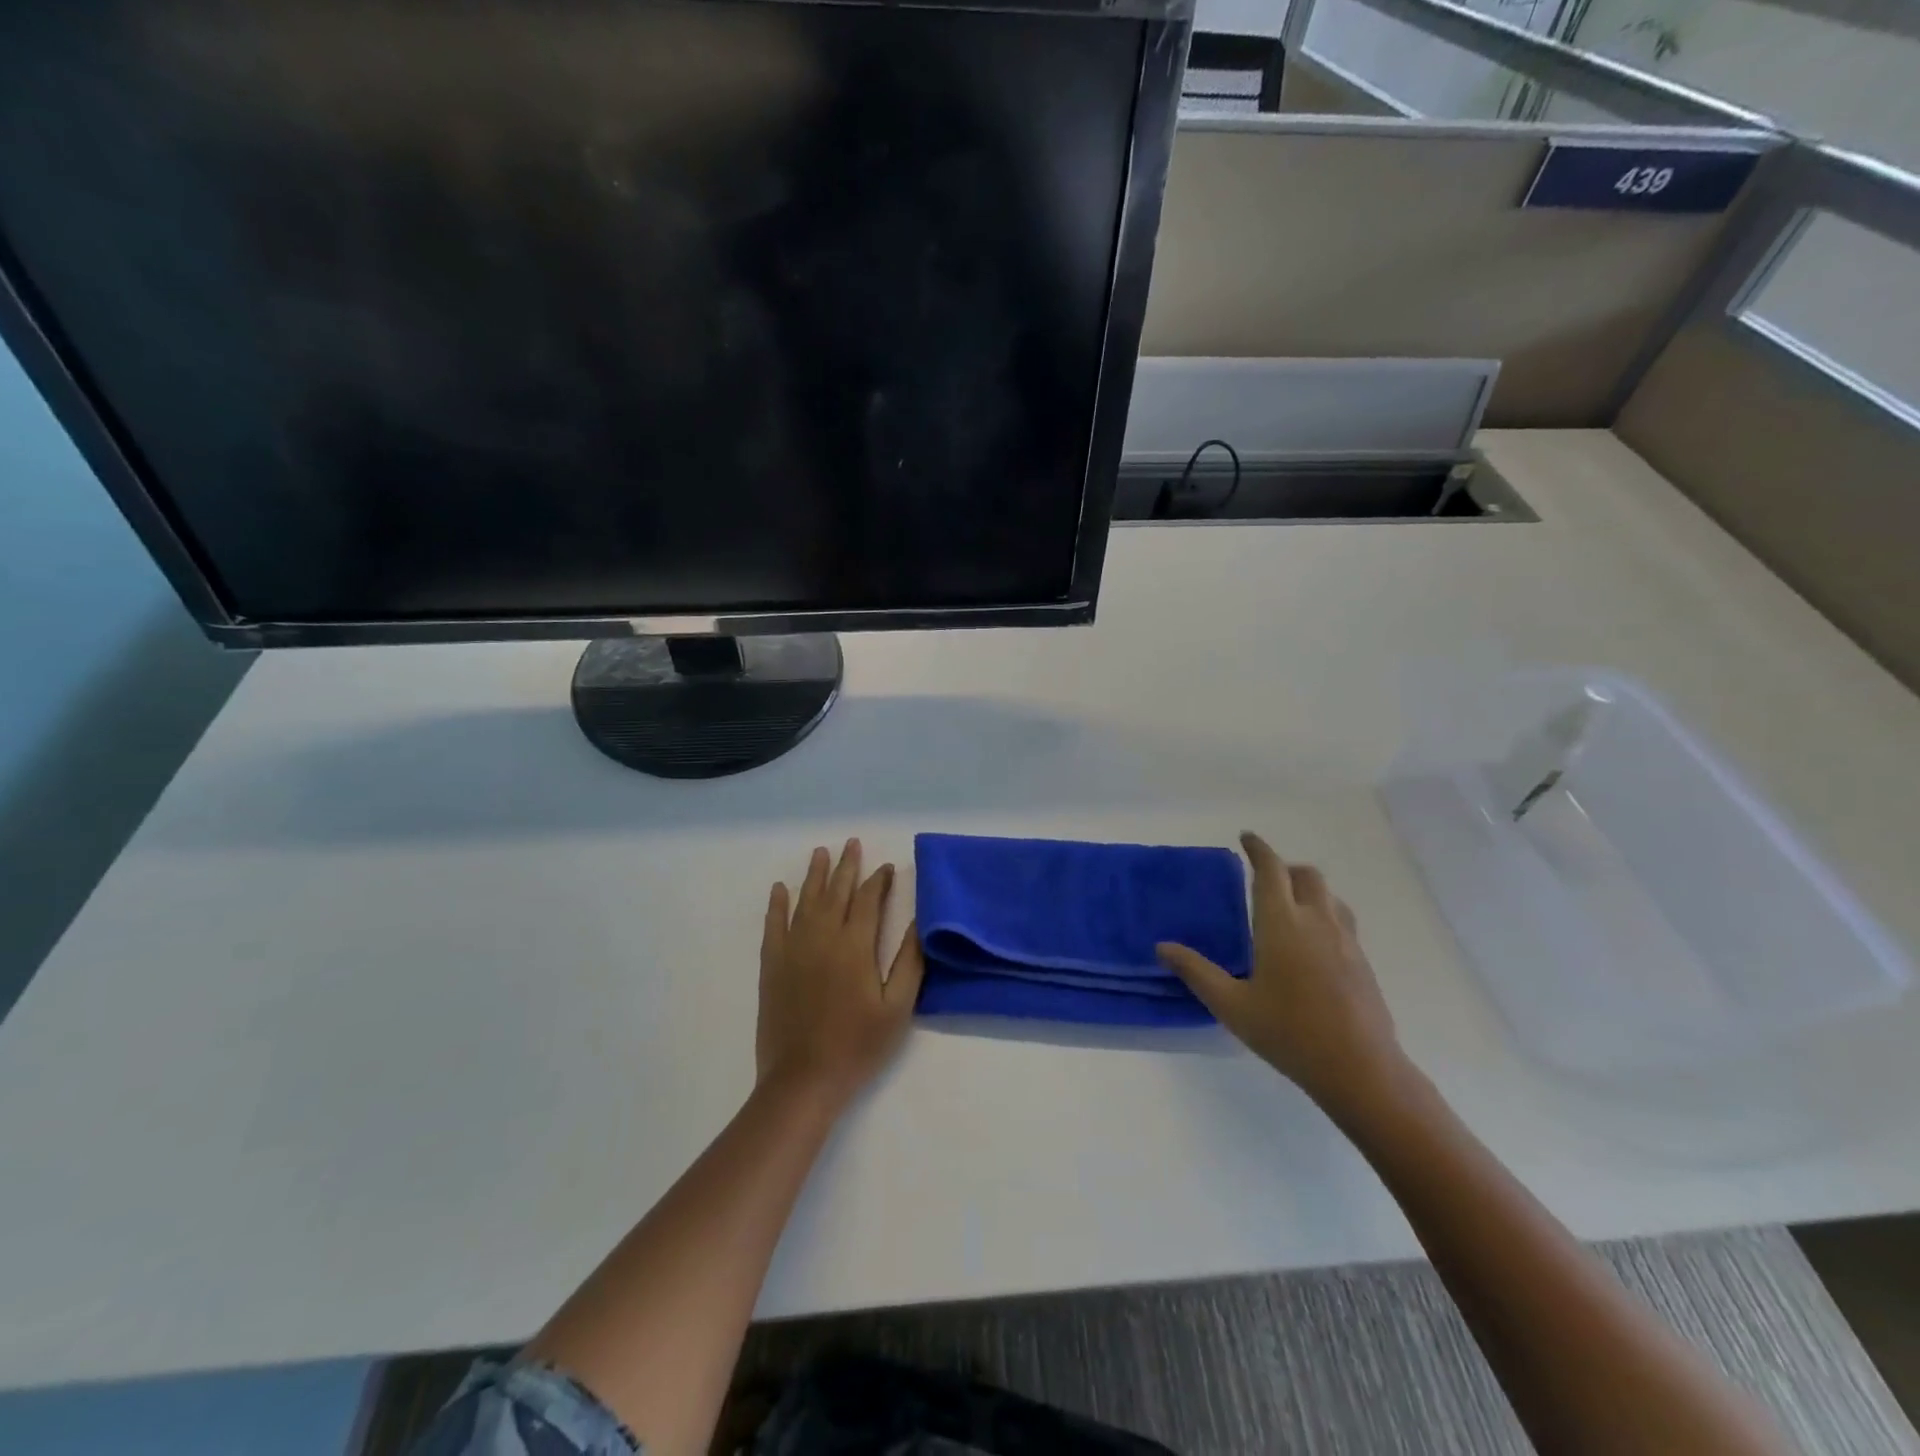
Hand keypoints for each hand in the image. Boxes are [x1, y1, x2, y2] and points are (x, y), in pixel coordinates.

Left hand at [757, 839, 924, 1110]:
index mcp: (855, 946)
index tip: (887, 868)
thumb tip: (918, 923)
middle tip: (852, 844)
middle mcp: (822, 937)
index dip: (878, 881)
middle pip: (836, 892)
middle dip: (846, 867)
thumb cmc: (857, 1046)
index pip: (868, 901)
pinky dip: (777, 904)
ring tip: (821, 853)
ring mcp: (793, 949)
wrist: (803, 1080)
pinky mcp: (772, 965)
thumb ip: (909, 962)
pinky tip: (780, 889)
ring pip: (805, 901)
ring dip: (815, 875)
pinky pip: (774, 925)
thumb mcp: (897, 1008)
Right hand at [1158, 832, 1406, 1119]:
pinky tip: (1312, 944)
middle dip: (1284, 868)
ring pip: (1328, 895)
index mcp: (1281, 923)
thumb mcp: (1231, 1005)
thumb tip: (1162, 947)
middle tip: (1264, 879)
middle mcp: (1316, 921)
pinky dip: (1324, 913)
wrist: (1360, 1069)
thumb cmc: (1288, 1032)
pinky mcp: (1362, 961)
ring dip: (1307, 889)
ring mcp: (1345, 940)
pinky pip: (1342, 919)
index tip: (1246, 838)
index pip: (1271, 870)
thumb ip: (1196, 972)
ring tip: (1289, 907)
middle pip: (1306, 875)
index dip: (1258, 849)